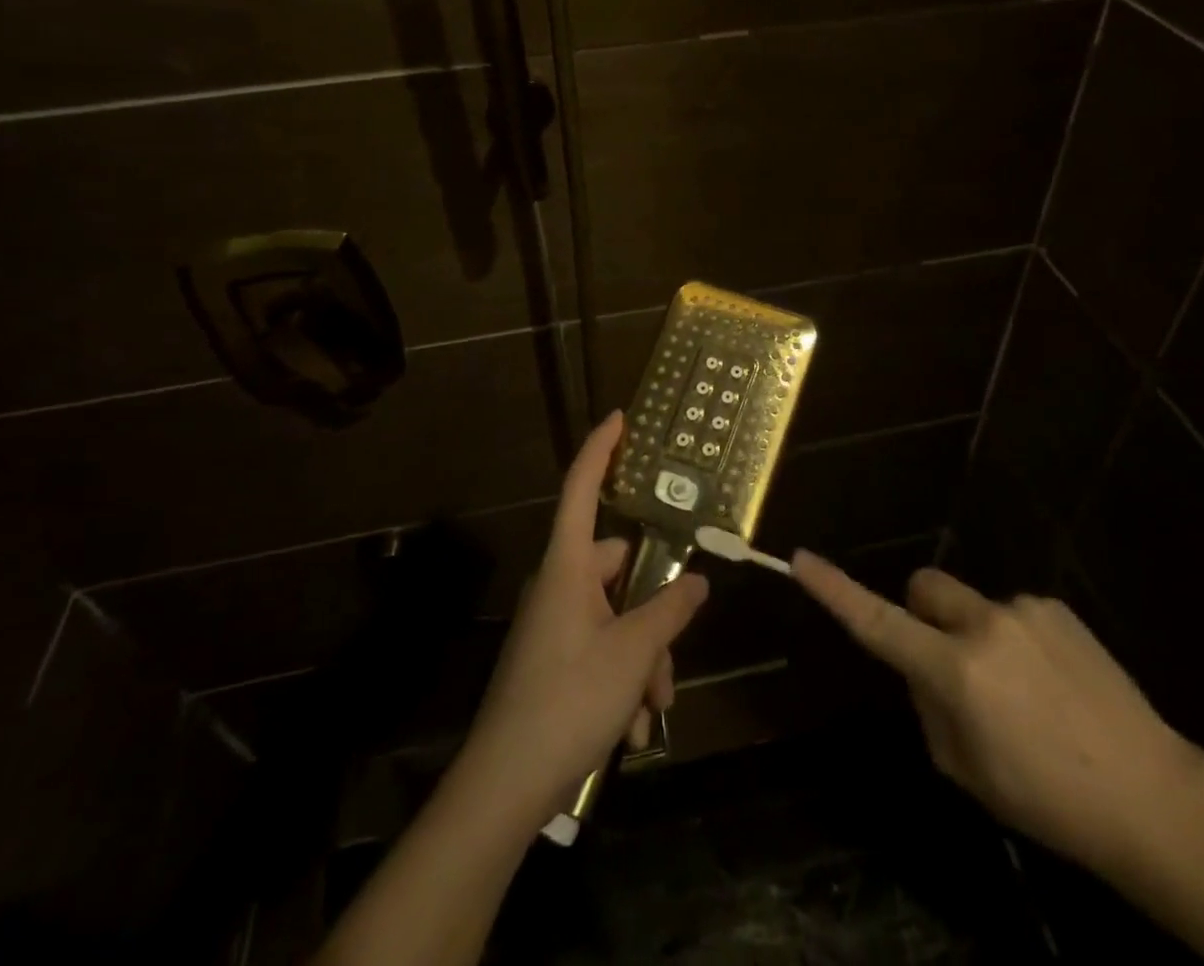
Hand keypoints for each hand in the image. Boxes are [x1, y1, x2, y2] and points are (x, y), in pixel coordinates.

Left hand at [457, 412, 708, 830]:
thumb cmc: (570, 698)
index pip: (582, 488)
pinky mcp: (553, 660)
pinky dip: (624, 679)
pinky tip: (634, 728)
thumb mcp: (634, 652)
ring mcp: (554, 624)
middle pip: (619, 570)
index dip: (601, 449)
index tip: (619, 418)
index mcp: (568, 566)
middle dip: (655, 612)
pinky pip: (601, 649)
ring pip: (617, 617)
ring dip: (644, 658)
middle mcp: (559, 585)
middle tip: (672, 657)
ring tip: (653, 708)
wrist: (505, 785)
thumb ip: (670, 609)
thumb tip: (698, 581)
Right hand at [793, 552, 1203, 874]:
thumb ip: (929, 706)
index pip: (878, 623)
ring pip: (971, 605)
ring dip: (976, 634)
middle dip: (922, 612)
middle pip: (924, 586)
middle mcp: (984, 626)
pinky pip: (1012, 612)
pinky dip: (1015, 638)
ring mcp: (1023, 610)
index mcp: (956, 672)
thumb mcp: (966, 770)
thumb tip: (922, 667)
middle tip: (948, 662)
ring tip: (1022, 691)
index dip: (835, 591)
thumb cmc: (1047, 800)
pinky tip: (1052, 683)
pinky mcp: (1055, 606)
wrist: (1151, 795)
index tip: (802, 558)